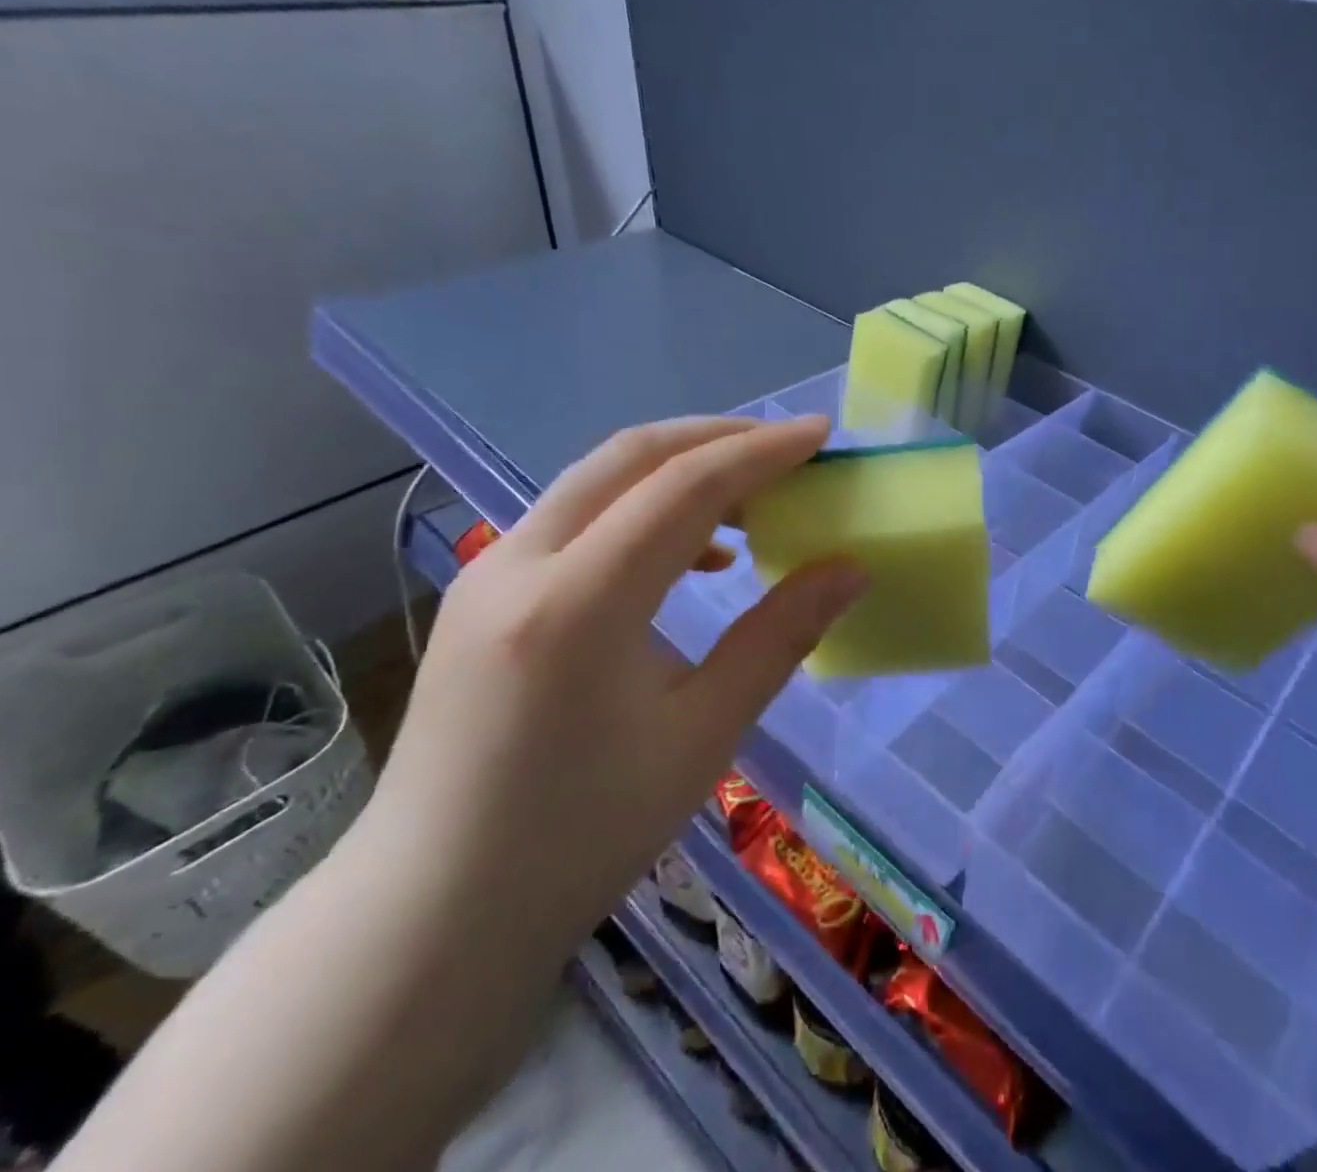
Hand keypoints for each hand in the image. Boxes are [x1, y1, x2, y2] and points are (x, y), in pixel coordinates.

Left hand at [361, 416, 865, 963]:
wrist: (433, 914)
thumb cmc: (582, 836)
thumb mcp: (703, 734)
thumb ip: (780, 635)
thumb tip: (850, 569)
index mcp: (577, 603)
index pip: (684, 486)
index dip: (762, 452)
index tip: (823, 434)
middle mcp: (521, 563)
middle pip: (632, 456)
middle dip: (720, 438)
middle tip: (791, 451)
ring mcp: (490, 573)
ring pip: (600, 479)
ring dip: (680, 470)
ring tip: (753, 499)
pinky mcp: (484, 592)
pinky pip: (577, 518)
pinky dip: (643, 510)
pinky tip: (693, 556)